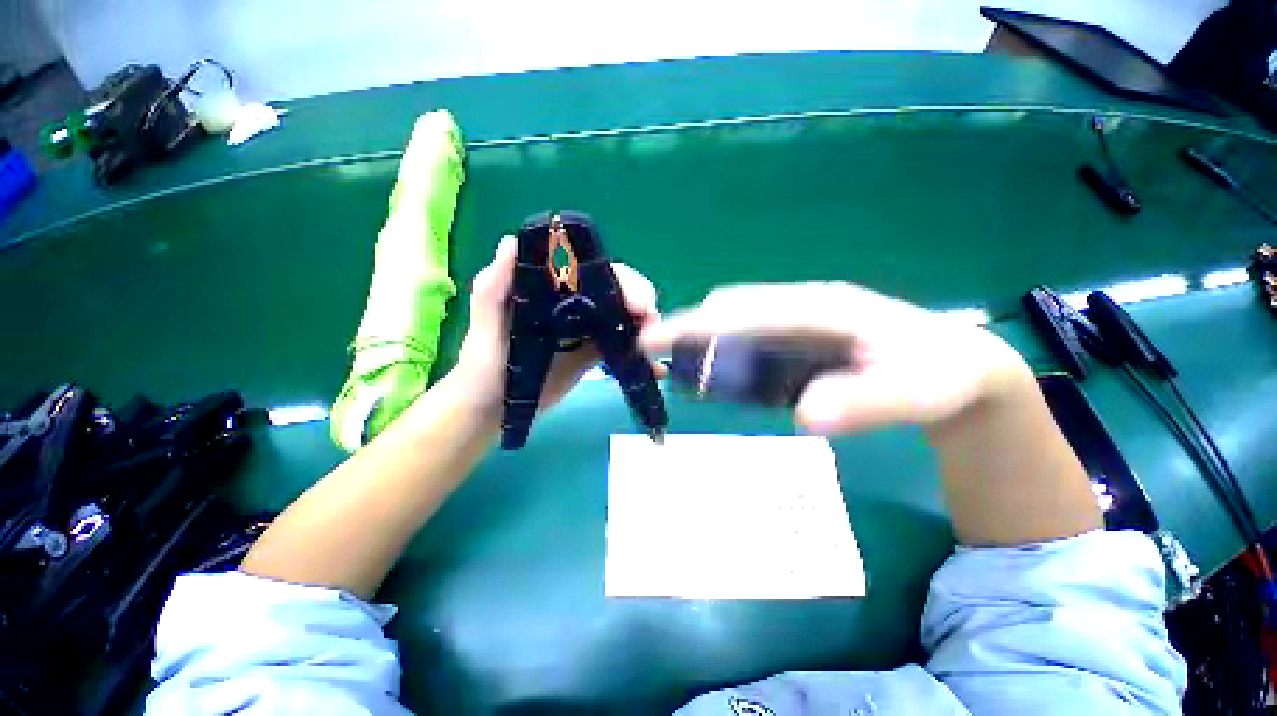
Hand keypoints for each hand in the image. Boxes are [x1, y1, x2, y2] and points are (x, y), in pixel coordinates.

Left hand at [450, 236, 662, 421]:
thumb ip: (494, 287)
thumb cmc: (485, 365)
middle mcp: (572, 305)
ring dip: (645, 326)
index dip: (622, 280)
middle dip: (640, 303)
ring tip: (658, 345)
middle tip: (652, 323)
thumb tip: (512, 242)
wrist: (491, 409)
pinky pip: (621, 349)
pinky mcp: (591, 356)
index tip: (638, 303)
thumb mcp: (485, 324)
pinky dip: (640, 356)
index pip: (594, 273)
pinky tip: (655, 369)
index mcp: (552, 290)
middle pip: (616, 293)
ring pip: (623, 318)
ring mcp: (585, 331)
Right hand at [640, 282, 1031, 433]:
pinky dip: (727, 357)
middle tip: (662, 364)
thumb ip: (865, 403)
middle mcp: (800, 307)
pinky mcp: (797, 337)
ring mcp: (797, 321)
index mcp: (820, 308)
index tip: (653, 340)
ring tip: (686, 376)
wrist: (956, 365)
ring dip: (706, 347)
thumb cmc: (938, 375)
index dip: (695, 325)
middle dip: (690, 333)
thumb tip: (803, 414)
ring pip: (736, 326)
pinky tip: (723, 380)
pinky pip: (750, 341)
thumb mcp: (917, 393)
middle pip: (730, 312)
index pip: (743, 311)